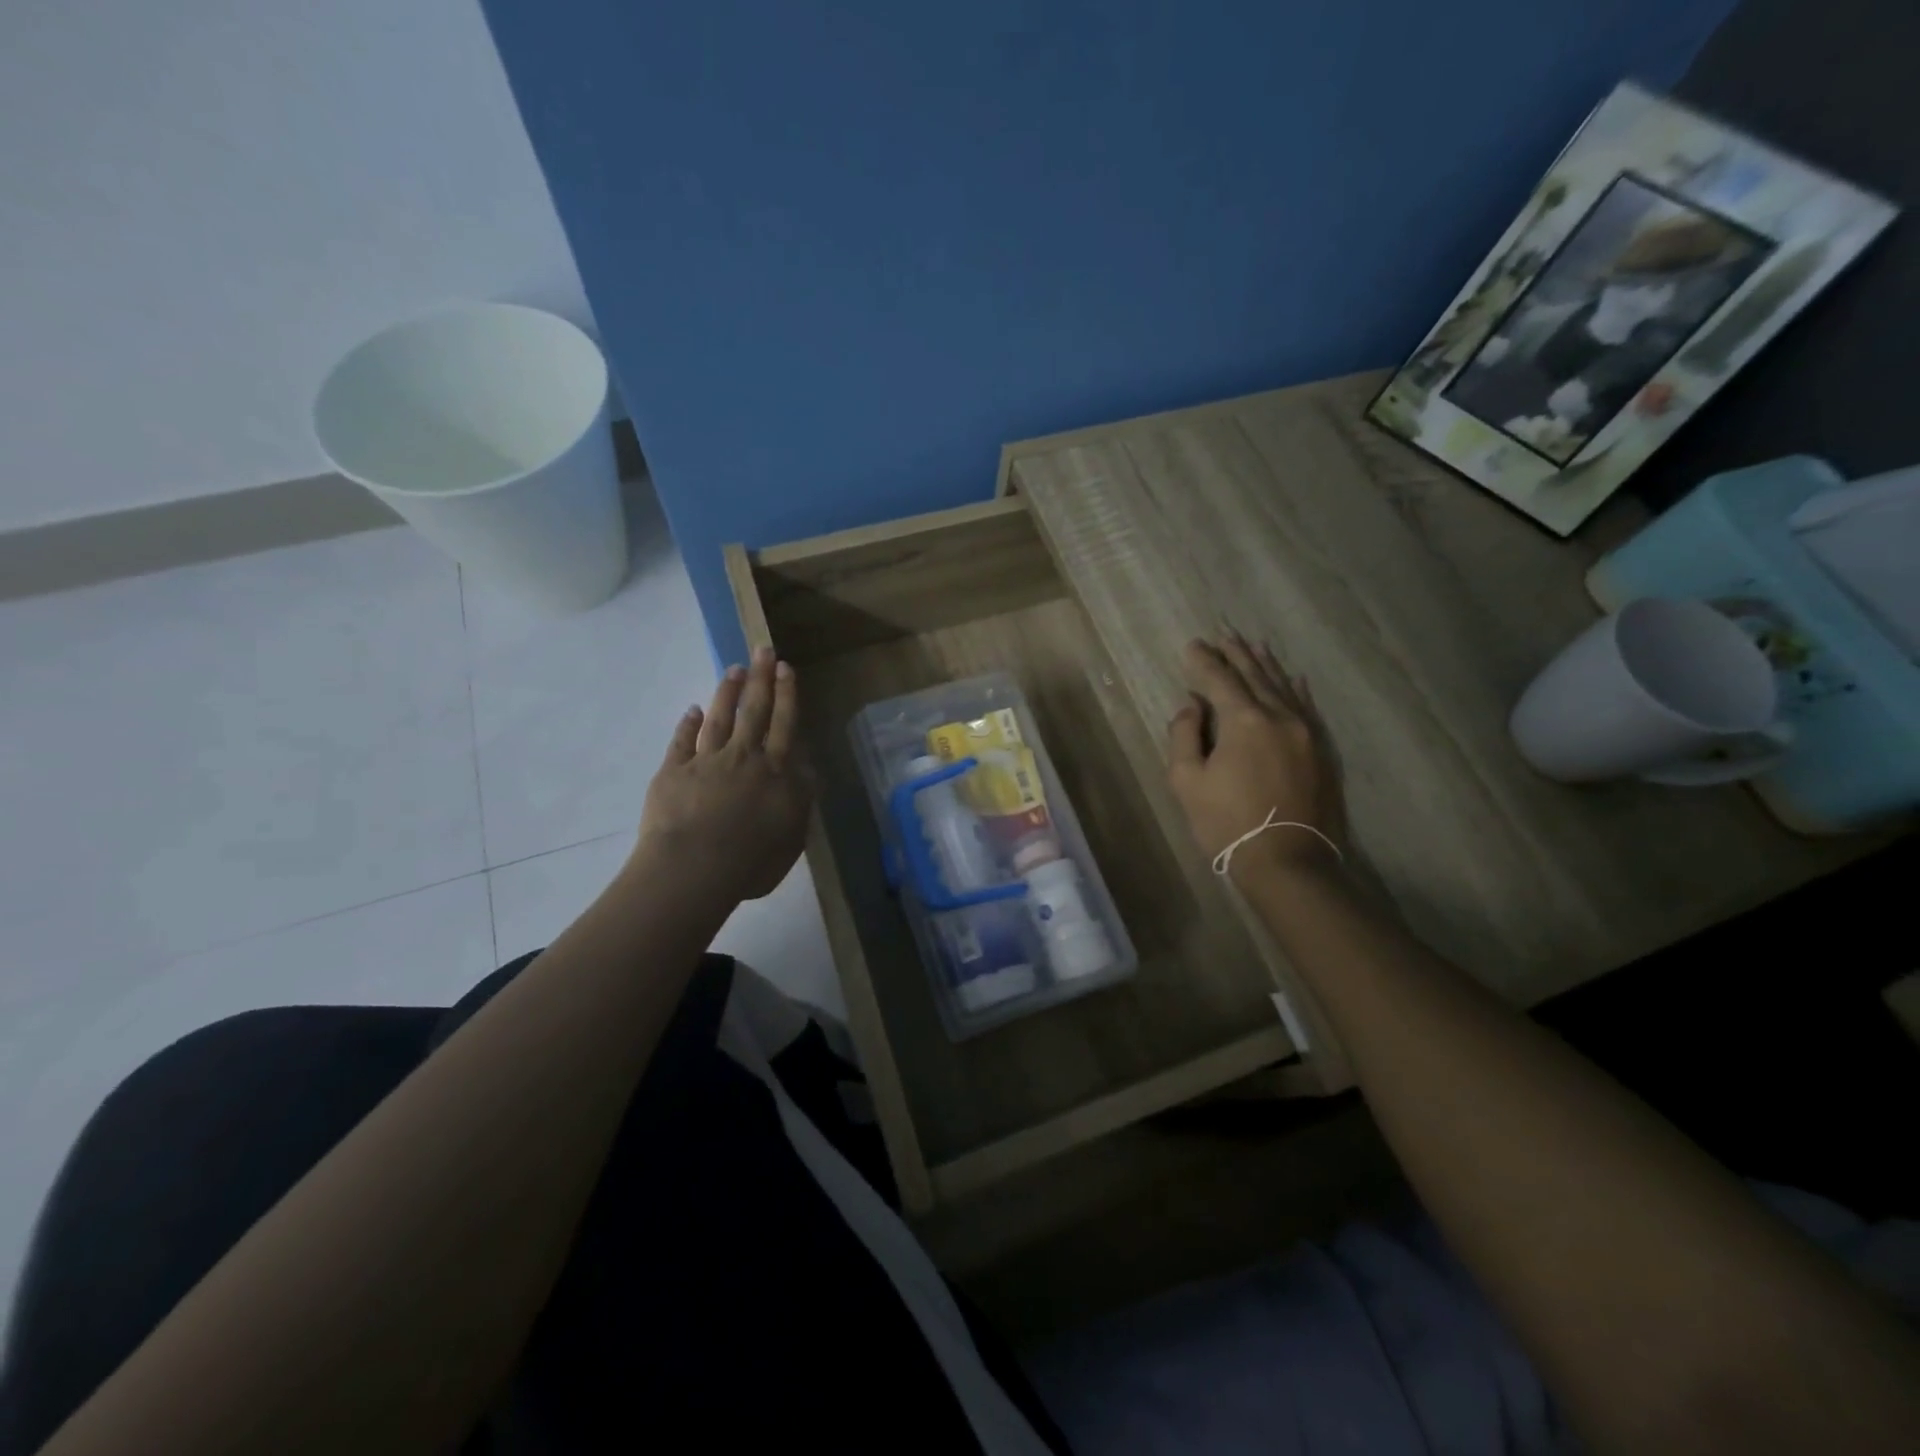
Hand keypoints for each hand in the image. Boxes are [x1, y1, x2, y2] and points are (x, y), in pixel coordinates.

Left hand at [636, 647, 813, 901]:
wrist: (694, 868)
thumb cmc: (752, 861)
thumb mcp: (793, 836)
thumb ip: (800, 801)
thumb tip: (806, 770)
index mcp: (775, 772)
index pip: (784, 725)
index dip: (786, 696)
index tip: (786, 668)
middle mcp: (743, 758)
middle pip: (754, 711)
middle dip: (761, 679)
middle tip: (763, 650)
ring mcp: (706, 762)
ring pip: (719, 719)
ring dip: (726, 692)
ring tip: (733, 669)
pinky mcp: (674, 772)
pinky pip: (682, 742)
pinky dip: (686, 724)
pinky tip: (690, 710)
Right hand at [1166, 633, 1344, 883]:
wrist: (1288, 862)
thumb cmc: (1227, 824)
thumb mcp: (1186, 781)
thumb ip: (1184, 735)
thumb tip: (1193, 705)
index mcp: (1243, 720)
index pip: (1219, 680)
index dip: (1203, 661)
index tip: (1192, 645)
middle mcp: (1279, 716)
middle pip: (1255, 675)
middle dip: (1236, 654)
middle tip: (1223, 635)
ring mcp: (1306, 732)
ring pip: (1283, 687)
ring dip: (1265, 664)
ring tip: (1253, 645)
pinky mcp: (1322, 751)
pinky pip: (1307, 707)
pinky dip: (1296, 689)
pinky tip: (1293, 678)